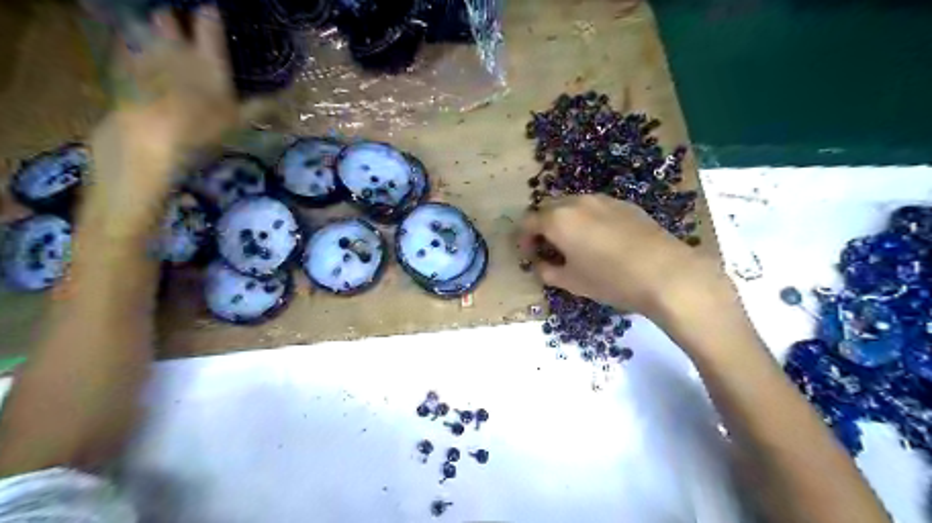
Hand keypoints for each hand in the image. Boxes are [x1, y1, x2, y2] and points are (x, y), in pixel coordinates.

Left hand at [101, 6, 248, 158]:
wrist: (151, 135)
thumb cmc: (203, 128)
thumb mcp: (239, 121)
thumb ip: (260, 106)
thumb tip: (286, 99)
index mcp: (208, 58)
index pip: (209, 20)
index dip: (210, 14)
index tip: (212, 12)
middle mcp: (177, 47)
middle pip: (167, 15)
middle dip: (172, 18)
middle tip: (180, 29)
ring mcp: (146, 52)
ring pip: (145, 27)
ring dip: (151, 31)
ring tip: (158, 43)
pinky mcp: (122, 63)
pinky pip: (125, 44)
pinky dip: (131, 47)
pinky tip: (139, 60)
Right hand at [516, 194, 718, 317]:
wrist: (665, 273)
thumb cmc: (610, 280)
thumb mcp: (571, 282)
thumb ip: (547, 271)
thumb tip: (541, 264)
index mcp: (558, 219)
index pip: (528, 222)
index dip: (523, 239)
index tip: (529, 255)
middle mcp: (577, 202)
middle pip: (548, 208)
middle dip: (542, 227)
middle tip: (548, 248)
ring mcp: (603, 200)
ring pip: (573, 205)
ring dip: (565, 221)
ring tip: (573, 243)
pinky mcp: (624, 204)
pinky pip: (595, 207)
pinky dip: (587, 219)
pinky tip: (600, 239)